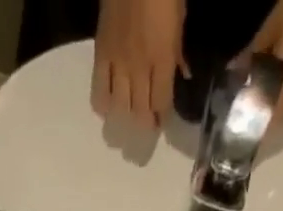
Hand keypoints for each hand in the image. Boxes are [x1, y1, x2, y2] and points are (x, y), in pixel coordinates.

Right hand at [93, 0, 185, 128]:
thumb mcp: (179, 15)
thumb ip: (178, 49)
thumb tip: (184, 74)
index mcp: (162, 56)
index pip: (162, 103)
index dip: (163, 117)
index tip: (163, 120)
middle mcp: (139, 67)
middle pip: (140, 112)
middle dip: (146, 123)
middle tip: (148, 123)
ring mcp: (118, 63)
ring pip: (121, 108)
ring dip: (126, 116)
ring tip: (130, 115)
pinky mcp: (101, 56)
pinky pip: (99, 93)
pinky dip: (104, 105)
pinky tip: (109, 105)